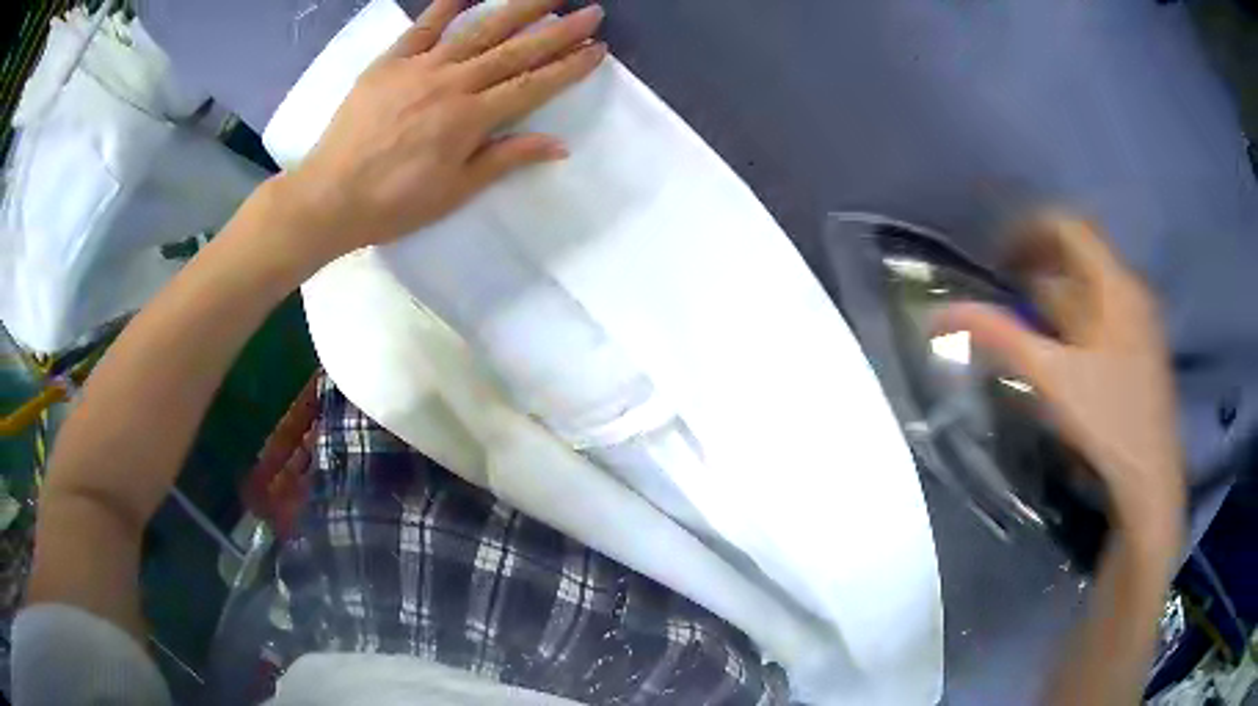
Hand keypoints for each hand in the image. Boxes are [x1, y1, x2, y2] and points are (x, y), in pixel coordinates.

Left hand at [277, 0, 606, 260]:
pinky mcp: (390, 61)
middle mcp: (453, 83)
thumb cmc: (394, 203)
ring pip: (479, 30)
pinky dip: (447, 5)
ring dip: (519, 7)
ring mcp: (420, 67)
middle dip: (559, 30)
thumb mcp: (455, 191)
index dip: (569, 66)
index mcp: (471, 119)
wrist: (329, 197)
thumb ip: (505, 159)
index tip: (598, 48)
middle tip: (592, 11)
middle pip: (515, 51)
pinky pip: (423, 27)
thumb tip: (559, 145)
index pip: (533, 85)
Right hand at [936, 214, 1185, 540]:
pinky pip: (1100, 312)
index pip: (1068, 227)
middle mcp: (1130, 290)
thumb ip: (1002, 338)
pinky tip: (1055, 345)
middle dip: (1037, 262)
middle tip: (1002, 283)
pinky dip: (1073, 316)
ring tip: (1020, 312)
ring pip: (1089, 287)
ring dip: (1053, 291)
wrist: (1150, 477)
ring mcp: (1138, 319)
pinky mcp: (1139, 347)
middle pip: (1079, 255)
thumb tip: (941, 315)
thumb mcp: (1053, 379)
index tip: (997, 256)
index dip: (1028, 231)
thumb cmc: (1108, 421)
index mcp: (1115, 284)